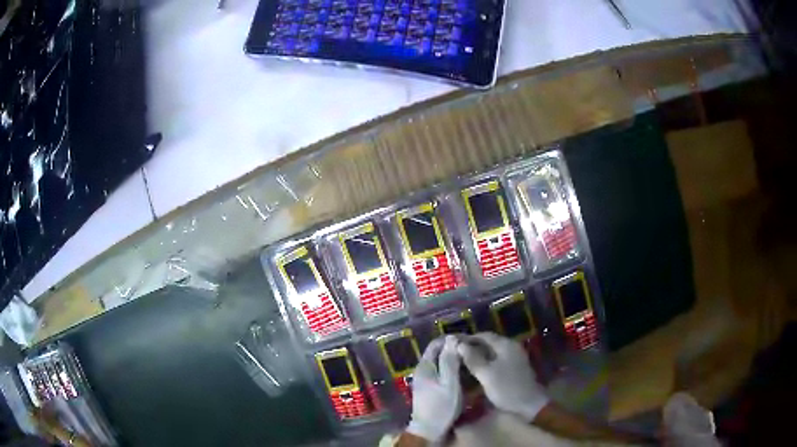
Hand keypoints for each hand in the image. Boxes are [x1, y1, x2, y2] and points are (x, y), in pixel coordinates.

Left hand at [405, 335, 461, 442]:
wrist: (429, 429)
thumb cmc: (441, 405)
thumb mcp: (449, 382)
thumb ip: (450, 360)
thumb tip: (452, 337)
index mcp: (425, 365)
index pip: (437, 343)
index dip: (452, 339)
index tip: (469, 340)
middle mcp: (422, 369)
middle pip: (437, 352)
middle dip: (454, 349)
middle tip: (472, 351)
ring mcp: (424, 379)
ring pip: (439, 362)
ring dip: (453, 359)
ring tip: (470, 360)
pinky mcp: (428, 388)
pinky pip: (440, 372)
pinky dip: (451, 369)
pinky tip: (463, 374)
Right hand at [458, 332, 548, 421]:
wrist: (529, 404)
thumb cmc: (507, 388)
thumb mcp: (486, 374)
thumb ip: (473, 358)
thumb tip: (459, 345)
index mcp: (506, 345)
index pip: (484, 335)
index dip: (467, 338)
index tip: (452, 344)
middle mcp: (511, 347)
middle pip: (489, 342)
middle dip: (472, 347)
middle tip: (455, 353)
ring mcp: (514, 358)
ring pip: (492, 352)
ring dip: (478, 355)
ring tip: (462, 362)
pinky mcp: (514, 368)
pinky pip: (496, 360)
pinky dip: (485, 362)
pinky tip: (476, 370)